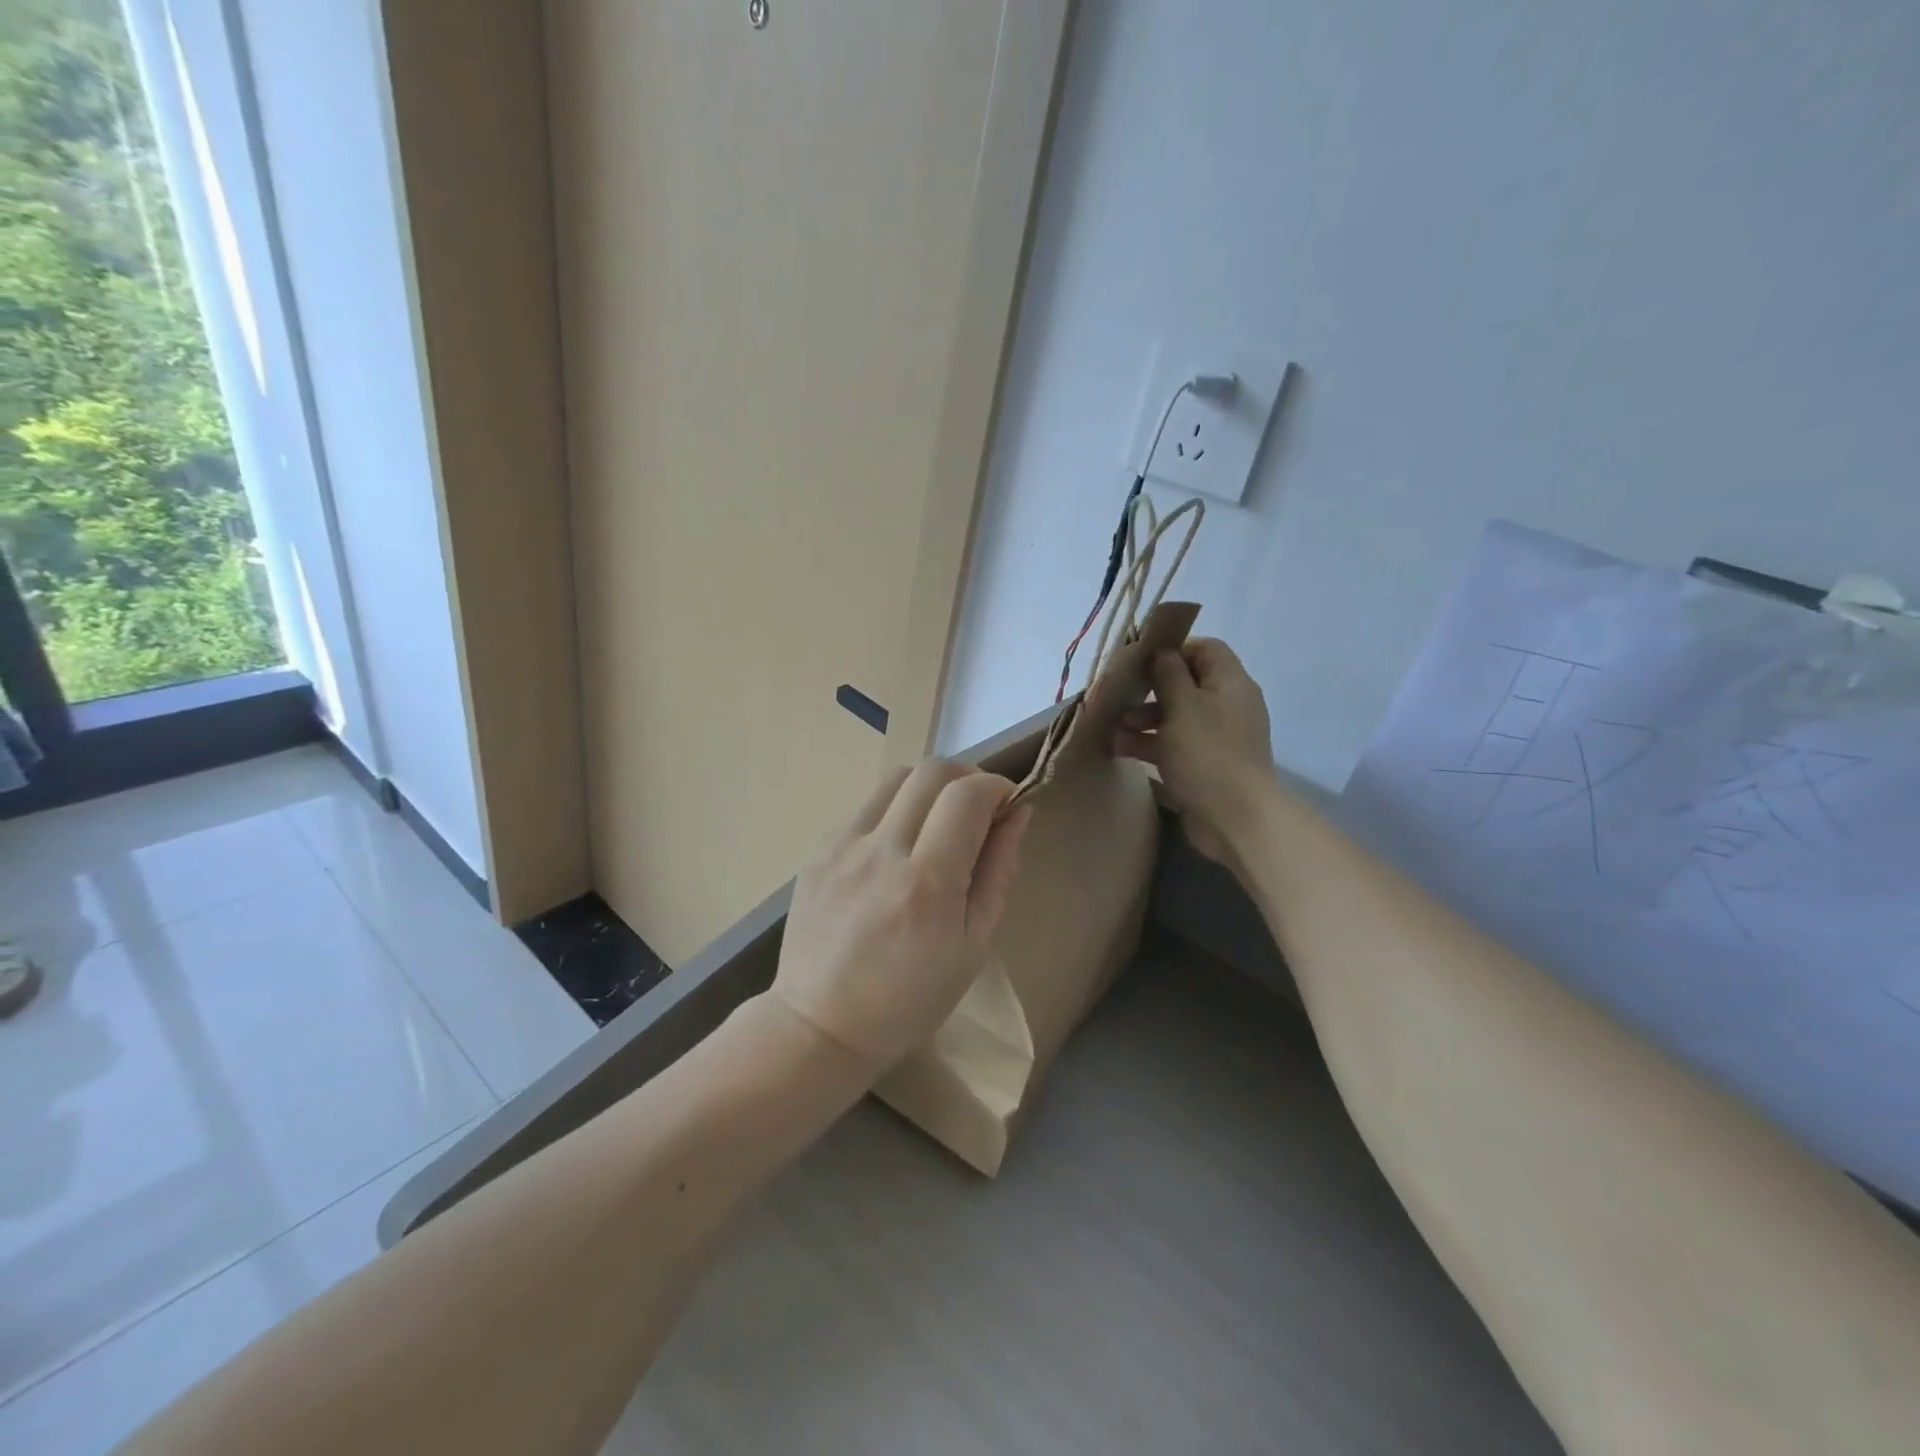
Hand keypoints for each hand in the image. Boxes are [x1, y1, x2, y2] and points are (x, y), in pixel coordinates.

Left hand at [770, 759, 1032, 1074]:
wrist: (822, 1024)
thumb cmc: (911, 999)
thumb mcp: (974, 945)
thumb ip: (998, 870)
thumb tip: (1018, 812)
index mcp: (926, 884)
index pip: (967, 795)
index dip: (997, 787)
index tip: (1008, 804)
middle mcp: (881, 852)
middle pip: (932, 771)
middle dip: (967, 777)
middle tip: (979, 808)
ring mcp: (842, 846)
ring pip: (897, 777)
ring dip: (930, 788)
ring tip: (939, 823)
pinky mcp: (819, 850)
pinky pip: (867, 805)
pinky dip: (896, 810)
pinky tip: (899, 847)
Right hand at [1114, 637, 1274, 863]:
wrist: (1235, 818)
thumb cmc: (1208, 753)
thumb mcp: (1183, 705)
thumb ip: (1168, 674)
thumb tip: (1161, 653)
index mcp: (1230, 683)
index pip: (1206, 648)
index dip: (1174, 650)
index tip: (1142, 663)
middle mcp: (1227, 705)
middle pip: (1186, 683)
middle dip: (1150, 689)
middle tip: (1119, 696)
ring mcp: (1217, 737)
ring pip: (1175, 716)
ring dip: (1143, 719)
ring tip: (1113, 728)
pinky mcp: (1205, 765)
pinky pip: (1174, 744)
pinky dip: (1149, 743)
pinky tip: (1119, 749)